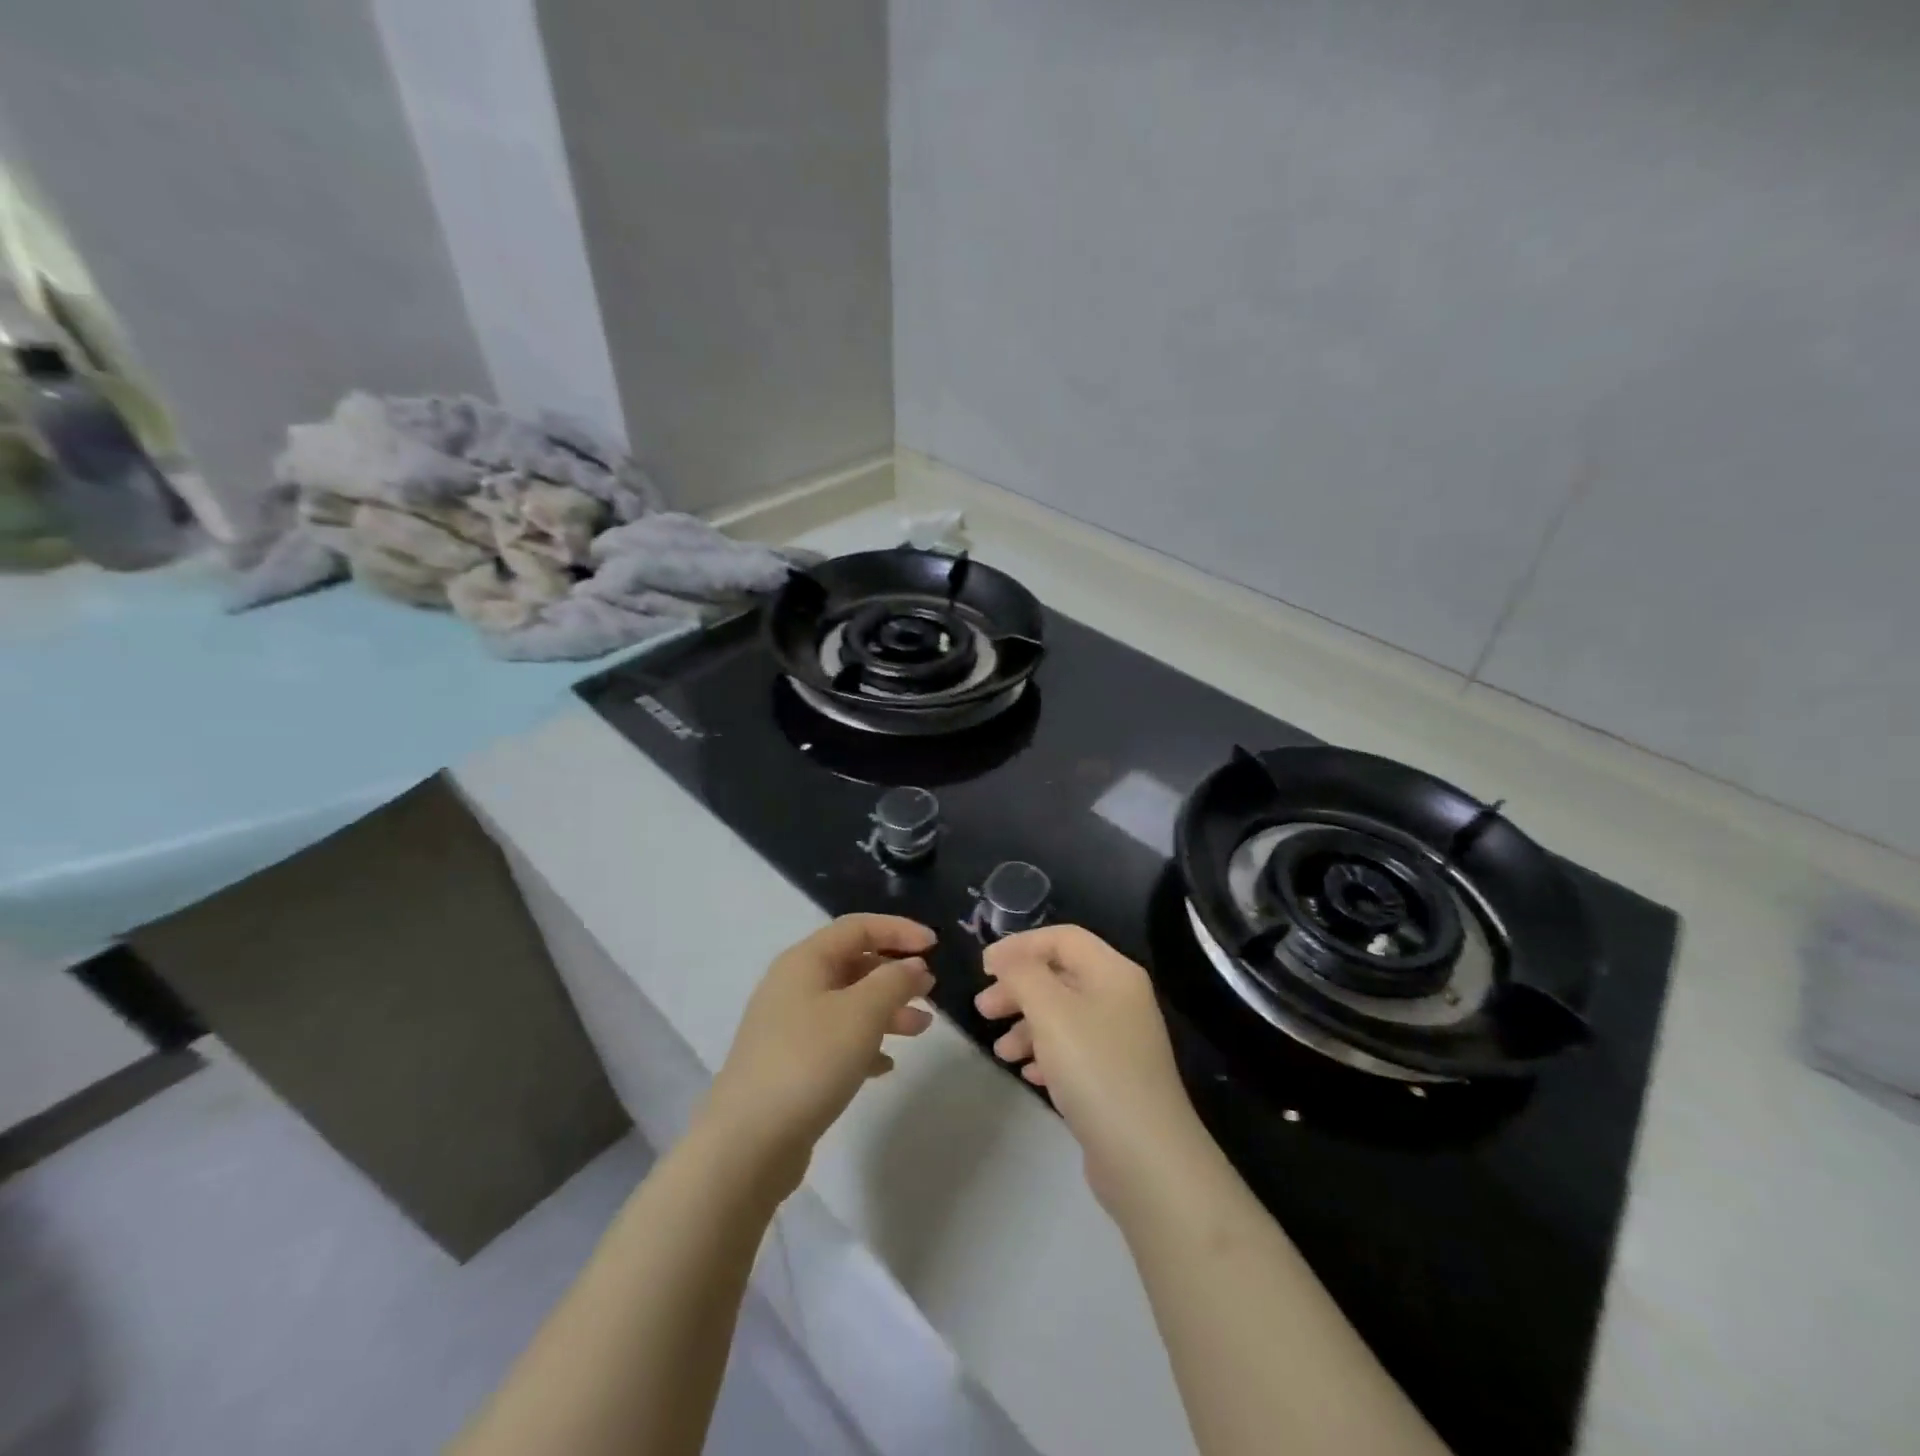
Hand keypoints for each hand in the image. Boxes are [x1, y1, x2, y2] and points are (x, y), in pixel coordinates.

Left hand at [701, 915, 936, 1195]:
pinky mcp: (789, 1064)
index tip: (935, 945)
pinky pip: (836, 1040)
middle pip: (853, 964)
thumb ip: (894, 982)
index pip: (858, 927)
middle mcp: (793, 986)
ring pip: (848, 1004)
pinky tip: (886, 1065)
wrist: (747, 1142)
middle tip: (930, 990)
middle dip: (895, 973)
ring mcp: (788, 1027)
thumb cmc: (809, 1061)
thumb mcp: (862, 1013)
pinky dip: (865, 1044)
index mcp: (805, 961)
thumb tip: (913, 965)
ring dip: (886, 1010)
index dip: (899, 930)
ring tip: (922, 1028)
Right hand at [975, 925, 1204, 1210]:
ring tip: (1000, 1052)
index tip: (984, 967)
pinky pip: (1073, 1051)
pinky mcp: (1115, 1077)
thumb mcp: (1050, 1011)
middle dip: (1018, 988)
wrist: (1146, 1157)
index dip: (1020, 946)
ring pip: (1063, 1016)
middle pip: (1060, 976)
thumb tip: (1006, 958)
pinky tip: (1028, 1074)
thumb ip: (1023, 974)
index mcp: (1113, 972)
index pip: (1062, 938)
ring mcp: (1120, 1040)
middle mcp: (1120, 998)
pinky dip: (1046, 1054)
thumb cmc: (1095, 1069)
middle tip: (983, 1009)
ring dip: (1027, 1026)